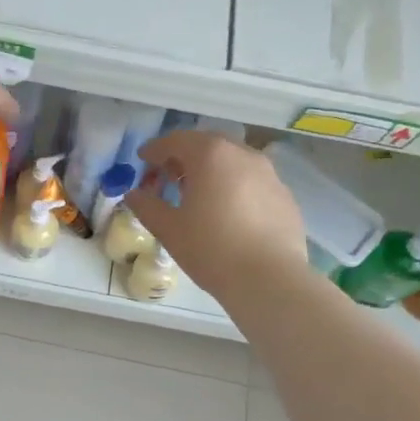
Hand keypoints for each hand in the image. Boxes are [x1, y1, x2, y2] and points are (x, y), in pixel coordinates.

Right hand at [128, 131, 309, 299]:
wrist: (270, 280)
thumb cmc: (211, 249)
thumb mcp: (169, 229)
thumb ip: (147, 206)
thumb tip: (134, 194)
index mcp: (211, 155)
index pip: (176, 140)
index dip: (155, 149)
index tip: (142, 160)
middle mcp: (243, 154)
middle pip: (207, 145)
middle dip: (184, 157)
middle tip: (168, 177)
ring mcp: (269, 174)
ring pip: (233, 162)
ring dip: (211, 171)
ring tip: (198, 196)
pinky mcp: (285, 196)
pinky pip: (252, 182)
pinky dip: (234, 187)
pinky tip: (227, 213)